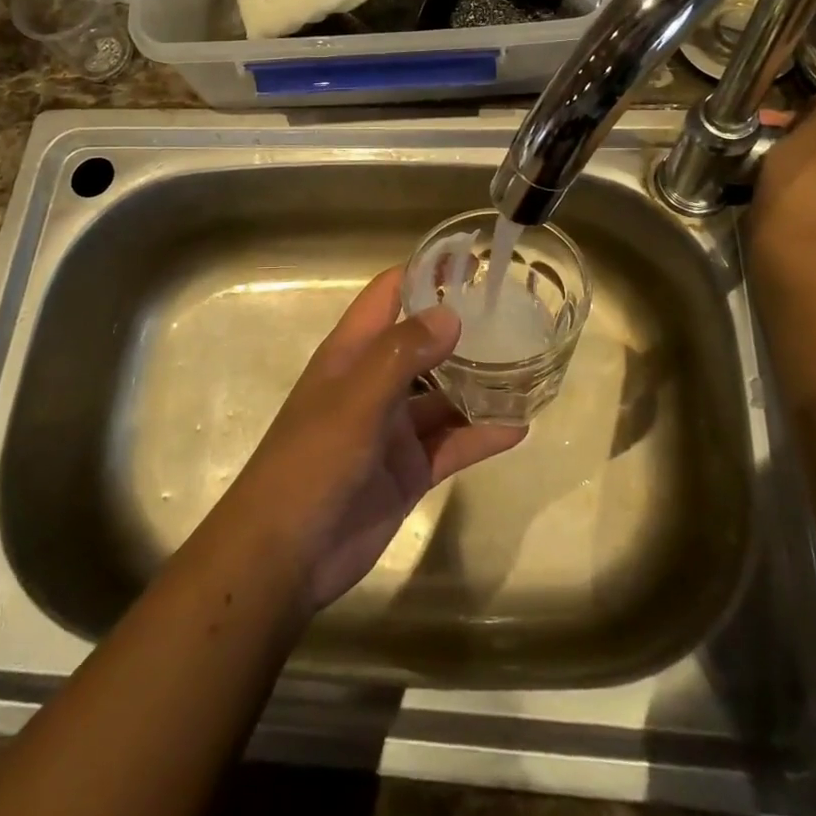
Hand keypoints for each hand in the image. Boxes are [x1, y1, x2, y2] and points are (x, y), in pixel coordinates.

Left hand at [220, 268, 526, 610]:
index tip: (473, 260)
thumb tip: (452, 315)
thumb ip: (402, 355)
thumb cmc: (312, 461)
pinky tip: (519, 426)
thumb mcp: (356, 400)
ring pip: (444, 394)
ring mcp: (393, 427)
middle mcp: (375, 382)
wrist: (285, 555)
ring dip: (480, 383)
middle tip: (519, 312)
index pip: (389, 294)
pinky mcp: (409, 470)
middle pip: (424, 342)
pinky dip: (482, 435)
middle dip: (464, 327)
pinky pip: (452, 444)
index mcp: (352, 353)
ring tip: (530, 366)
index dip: (426, 272)